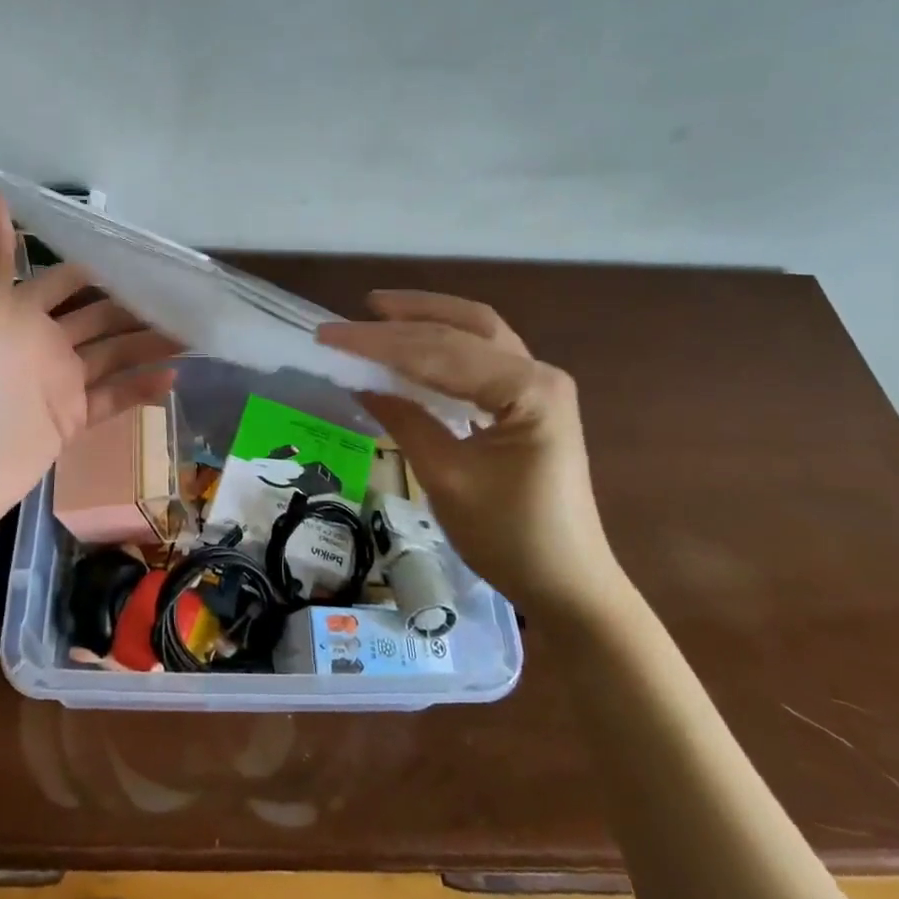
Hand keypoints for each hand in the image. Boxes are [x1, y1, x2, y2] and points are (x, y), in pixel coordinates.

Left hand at [0, 189, 181, 533]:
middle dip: (137, 308)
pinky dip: (140, 388)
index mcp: (20, 312)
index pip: (69, 279)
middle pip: (100, 318)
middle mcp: (43, 342)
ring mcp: (60, 382)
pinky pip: (113, 397)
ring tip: (192, 335)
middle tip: (184, 299)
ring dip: (148, 345)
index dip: (103, 267)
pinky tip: (173, 378)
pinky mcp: (72, 418)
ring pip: (113, 355)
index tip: (146, 256)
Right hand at [318, 291, 619, 615]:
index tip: (329, 335)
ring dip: (431, 319)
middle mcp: (539, 373)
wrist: (569, 587)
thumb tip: (360, 381)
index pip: (441, 352)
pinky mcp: (532, 402)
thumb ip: (404, 420)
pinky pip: (483, 358)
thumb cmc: (511, 538)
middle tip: (359, 310)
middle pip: (466, 328)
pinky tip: (416, 348)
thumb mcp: (447, 479)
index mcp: (528, 389)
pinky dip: (445, 345)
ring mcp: (539, 386)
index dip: (380, 341)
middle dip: (408, 317)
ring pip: (478, 334)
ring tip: (384, 313)